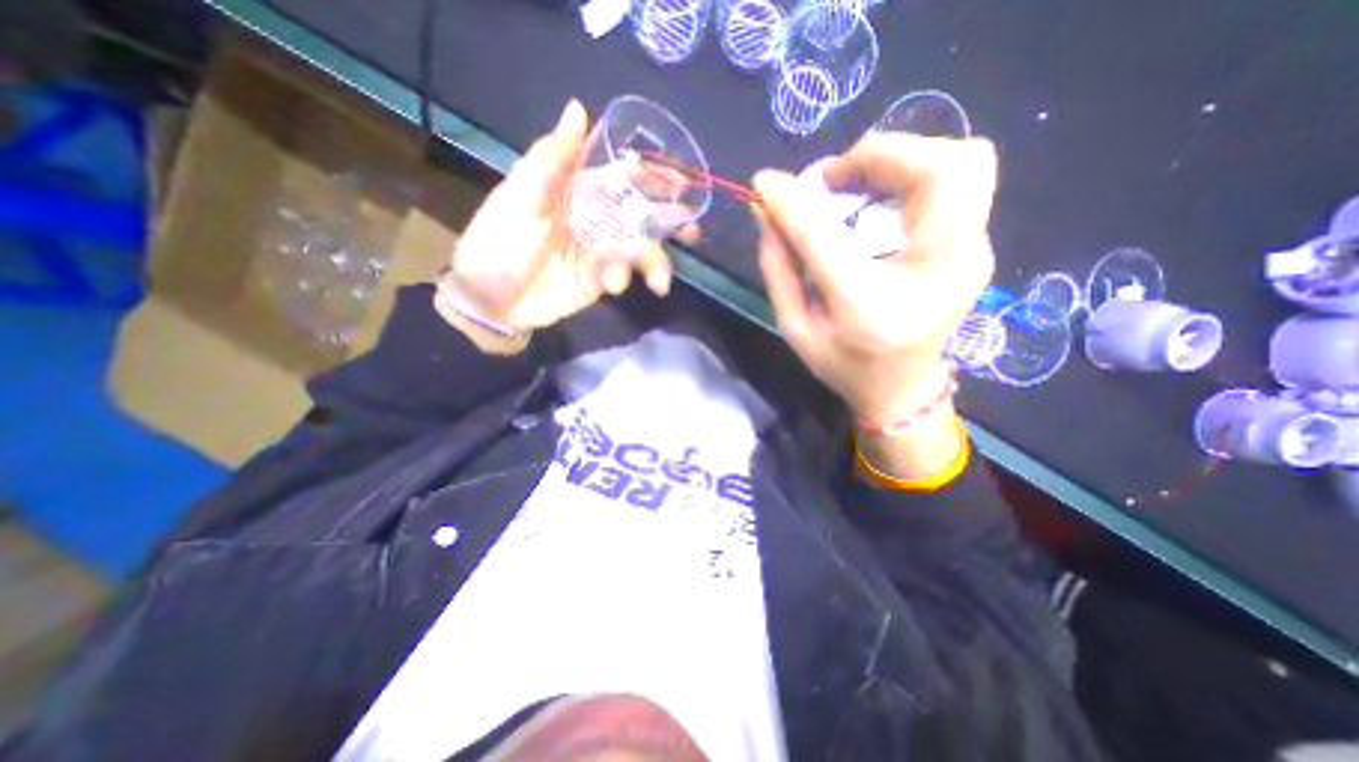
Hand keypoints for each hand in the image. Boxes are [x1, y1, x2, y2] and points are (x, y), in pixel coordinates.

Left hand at [441, 99, 679, 341]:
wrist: (492, 300)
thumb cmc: (498, 242)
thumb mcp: (520, 197)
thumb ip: (552, 161)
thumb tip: (579, 108)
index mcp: (580, 191)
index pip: (625, 176)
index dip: (653, 175)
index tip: (681, 181)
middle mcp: (598, 218)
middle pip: (643, 213)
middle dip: (670, 221)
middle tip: (693, 229)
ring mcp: (602, 251)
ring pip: (641, 250)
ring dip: (656, 262)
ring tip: (660, 281)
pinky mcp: (602, 280)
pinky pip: (625, 276)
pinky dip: (625, 279)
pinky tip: (614, 285)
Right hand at [755, 131, 993, 436]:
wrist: (903, 389)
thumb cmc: (843, 364)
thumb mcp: (795, 327)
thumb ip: (778, 266)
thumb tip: (766, 208)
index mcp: (870, 309)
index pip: (828, 238)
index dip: (794, 202)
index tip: (766, 183)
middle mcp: (935, 276)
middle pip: (938, 170)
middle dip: (878, 155)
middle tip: (834, 180)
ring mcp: (970, 258)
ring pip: (964, 161)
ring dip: (903, 158)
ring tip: (858, 185)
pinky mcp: (978, 248)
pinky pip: (964, 181)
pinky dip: (917, 173)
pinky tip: (882, 201)